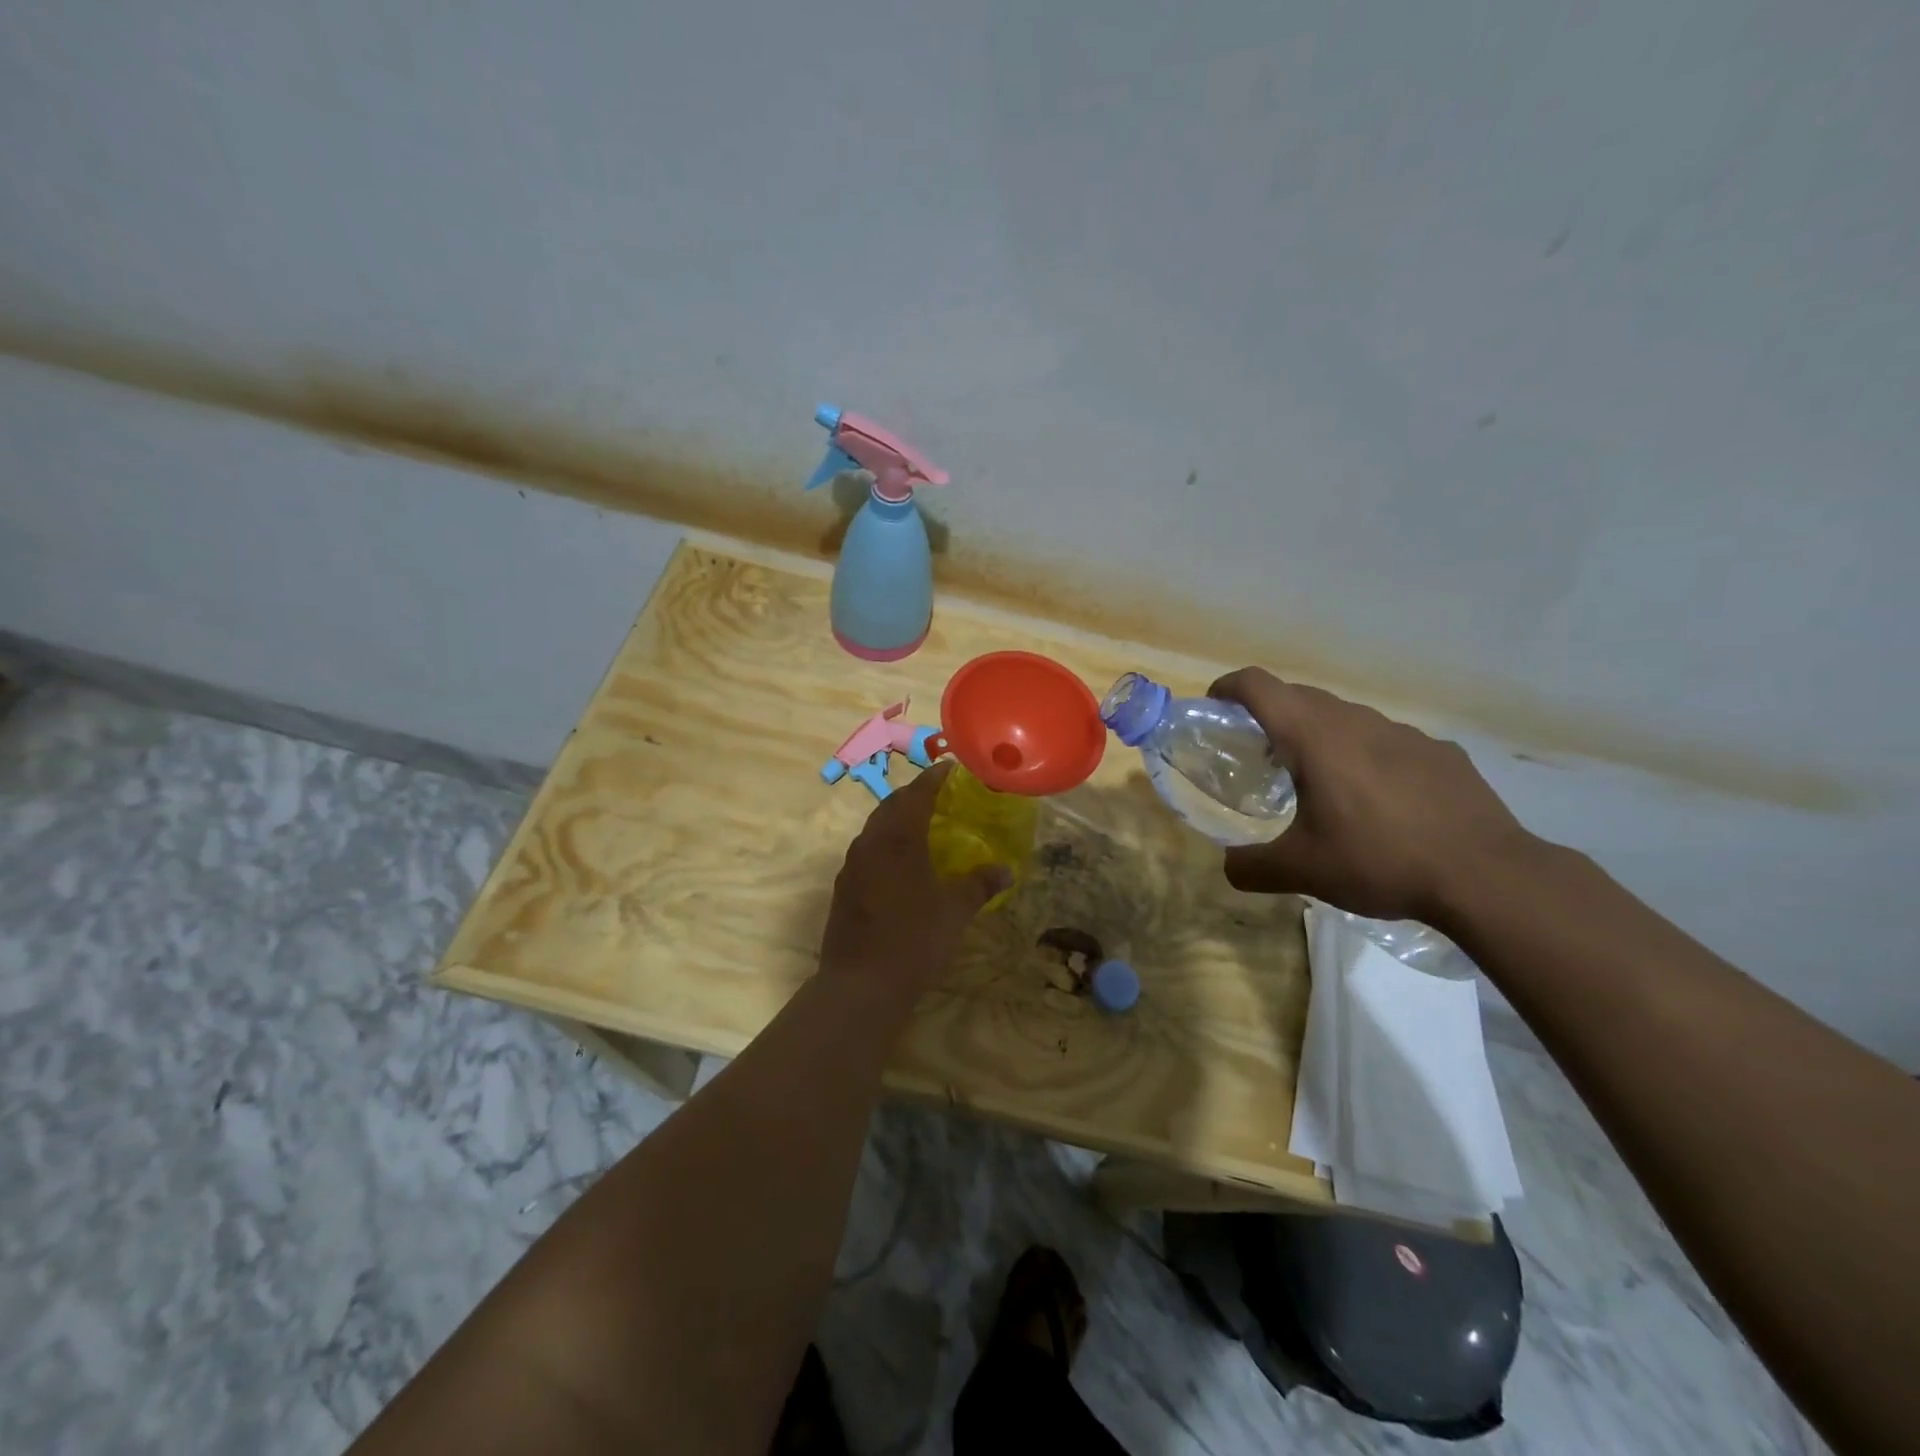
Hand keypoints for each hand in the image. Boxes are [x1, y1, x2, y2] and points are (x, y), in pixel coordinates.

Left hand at [818, 762, 1010, 1008]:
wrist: (860, 984)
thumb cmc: (914, 941)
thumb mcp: (955, 911)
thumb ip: (980, 885)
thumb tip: (1005, 871)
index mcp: (898, 838)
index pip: (917, 793)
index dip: (935, 778)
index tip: (952, 769)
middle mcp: (870, 842)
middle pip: (892, 805)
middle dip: (915, 796)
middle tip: (941, 797)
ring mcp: (852, 864)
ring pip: (876, 827)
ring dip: (898, 819)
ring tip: (923, 827)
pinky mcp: (843, 886)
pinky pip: (867, 850)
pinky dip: (886, 844)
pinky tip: (901, 864)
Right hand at [1210, 668, 1536, 925]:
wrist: (1486, 875)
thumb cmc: (1380, 860)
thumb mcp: (1302, 871)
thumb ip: (1251, 866)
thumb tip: (1229, 866)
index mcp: (1314, 737)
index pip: (1259, 685)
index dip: (1229, 687)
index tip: (1215, 706)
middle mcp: (1356, 721)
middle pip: (1299, 697)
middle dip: (1270, 715)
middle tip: (1260, 755)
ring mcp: (1404, 733)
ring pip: (1345, 718)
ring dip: (1320, 735)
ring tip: (1320, 781)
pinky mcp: (1439, 752)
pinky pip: (1387, 741)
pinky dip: (1366, 756)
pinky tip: (1379, 801)